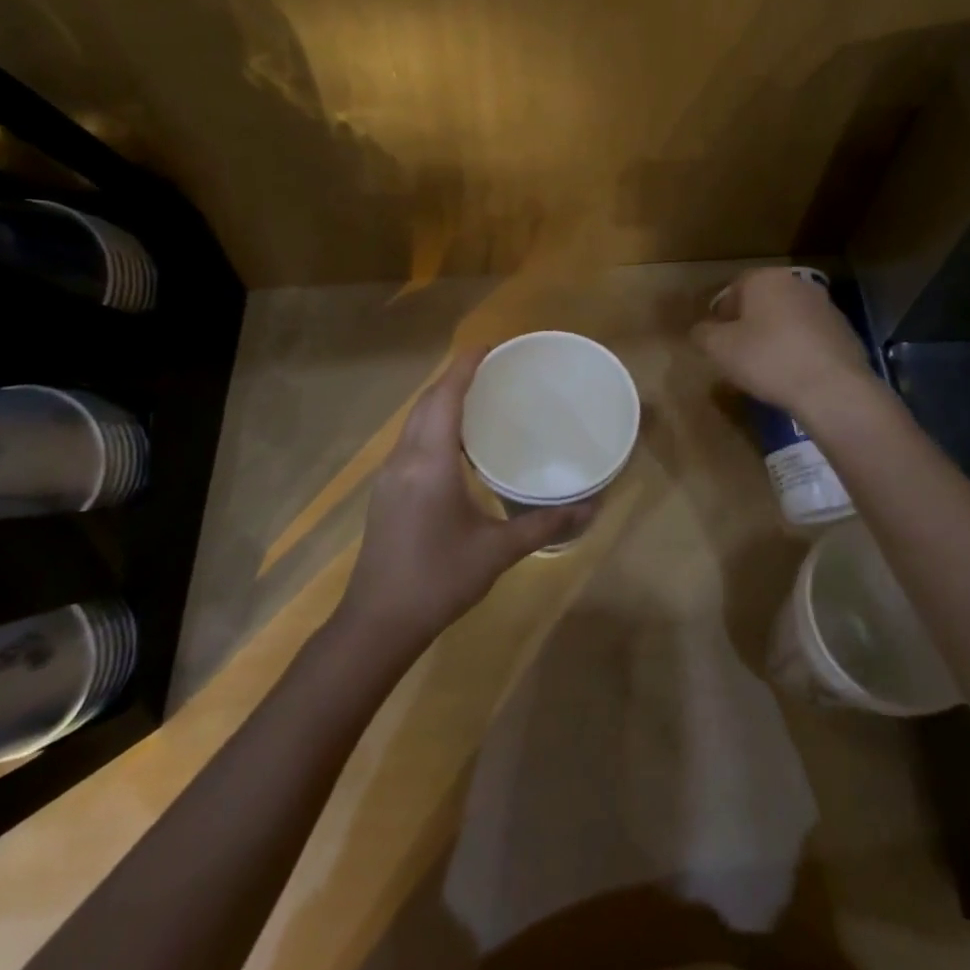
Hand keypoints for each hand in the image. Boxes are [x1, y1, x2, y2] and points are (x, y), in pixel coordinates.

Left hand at [340, 350, 594, 642]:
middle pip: (426, 403)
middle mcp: (405, 459)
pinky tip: (457, 444)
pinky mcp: (386, 493)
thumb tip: (591, 507)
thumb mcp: (497, 552)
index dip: (464, 367)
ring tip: (479, 398)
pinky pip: (411, 442)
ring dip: (441, 402)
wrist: (378, 623)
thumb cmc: (439, 580)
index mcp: (430, 463)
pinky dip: (433, 426)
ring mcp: (390, 476)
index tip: (489, 346)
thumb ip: (544, 525)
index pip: (444, 398)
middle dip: (454, 379)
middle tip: (492, 369)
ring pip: (414, 422)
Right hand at [692, 268, 875, 415]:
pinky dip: (800, 348)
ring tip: (768, 367)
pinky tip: (795, 373)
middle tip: (740, 353)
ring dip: (776, 335)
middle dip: (749, 323)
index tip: (718, 340)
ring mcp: (825, 305)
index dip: (722, 315)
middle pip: (763, 301)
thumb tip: (700, 330)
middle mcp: (796, 283)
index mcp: (765, 279)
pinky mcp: (844, 329)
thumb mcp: (720, 349)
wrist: (832, 387)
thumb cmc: (768, 359)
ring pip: (788, 317)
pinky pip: (810, 335)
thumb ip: (703, 334)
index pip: (733, 289)